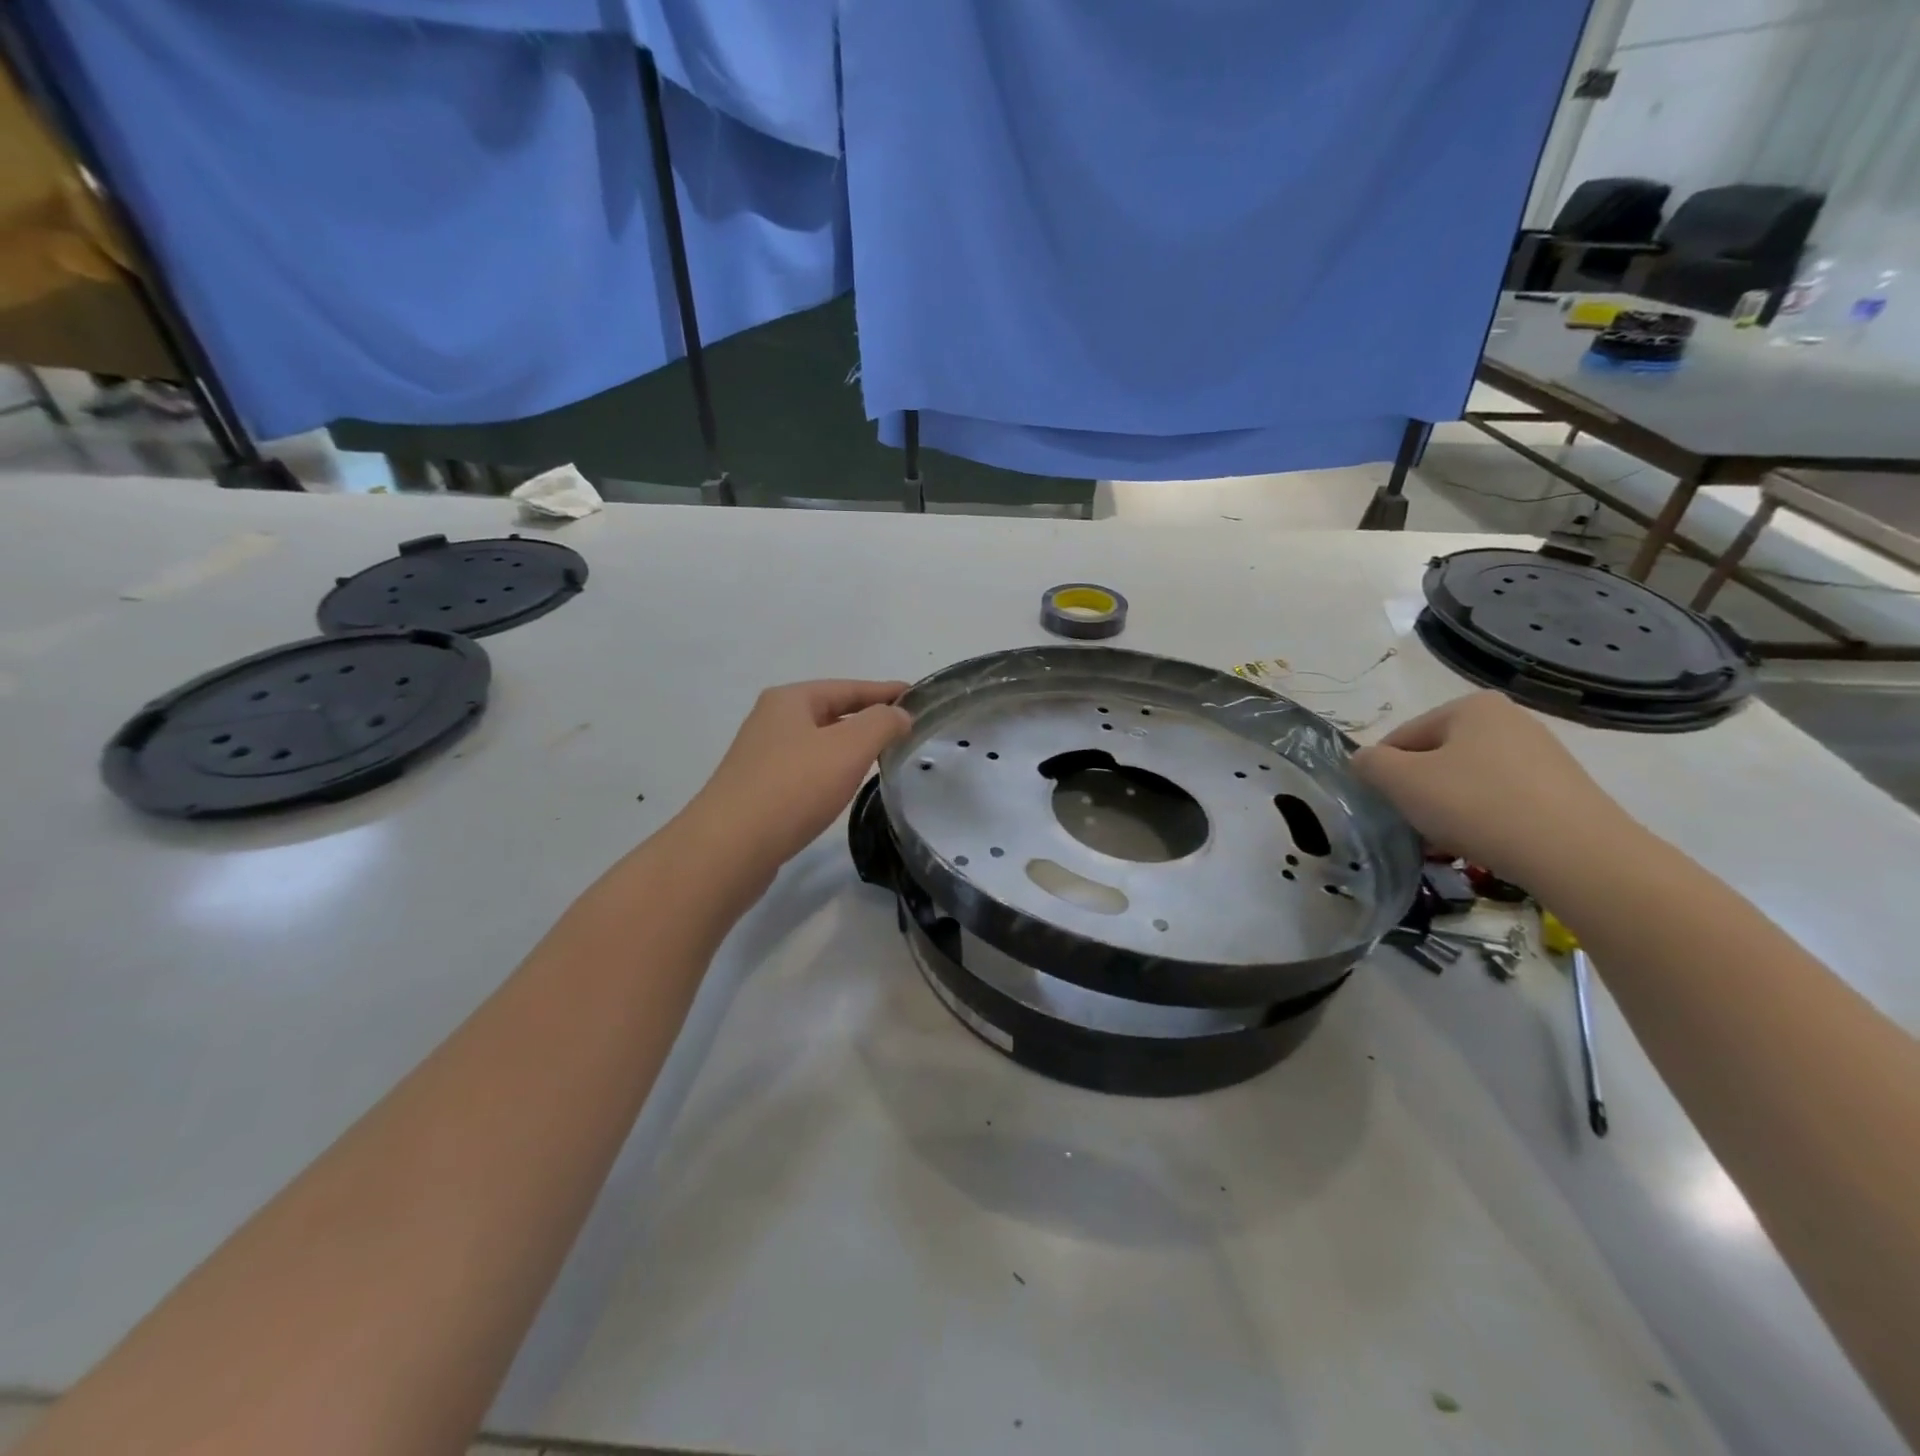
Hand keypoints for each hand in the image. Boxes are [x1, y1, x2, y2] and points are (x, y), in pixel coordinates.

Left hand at [684, 679, 911, 874]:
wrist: (729, 848)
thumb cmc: (793, 787)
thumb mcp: (848, 748)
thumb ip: (881, 724)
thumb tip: (899, 715)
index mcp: (790, 700)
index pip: (848, 687)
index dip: (885, 692)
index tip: (917, 698)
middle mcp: (771, 722)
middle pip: (831, 712)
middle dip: (868, 719)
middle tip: (905, 731)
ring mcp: (761, 758)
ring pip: (818, 744)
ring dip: (850, 747)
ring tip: (882, 758)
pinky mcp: (759, 792)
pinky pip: (806, 771)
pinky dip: (831, 772)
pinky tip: (843, 788)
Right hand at [1352, 692, 1633, 884]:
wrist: (1577, 856)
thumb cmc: (1477, 805)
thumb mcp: (1402, 781)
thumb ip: (1369, 764)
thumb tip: (1364, 761)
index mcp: (1471, 706)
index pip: (1402, 738)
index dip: (1385, 774)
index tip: (1389, 807)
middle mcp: (1510, 720)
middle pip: (1436, 758)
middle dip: (1419, 792)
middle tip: (1416, 827)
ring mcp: (1542, 755)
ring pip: (1467, 781)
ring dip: (1448, 809)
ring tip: (1449, 842)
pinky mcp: (1562, 791)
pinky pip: (1501, 800)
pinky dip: (1483, 820)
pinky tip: (1483, 845)